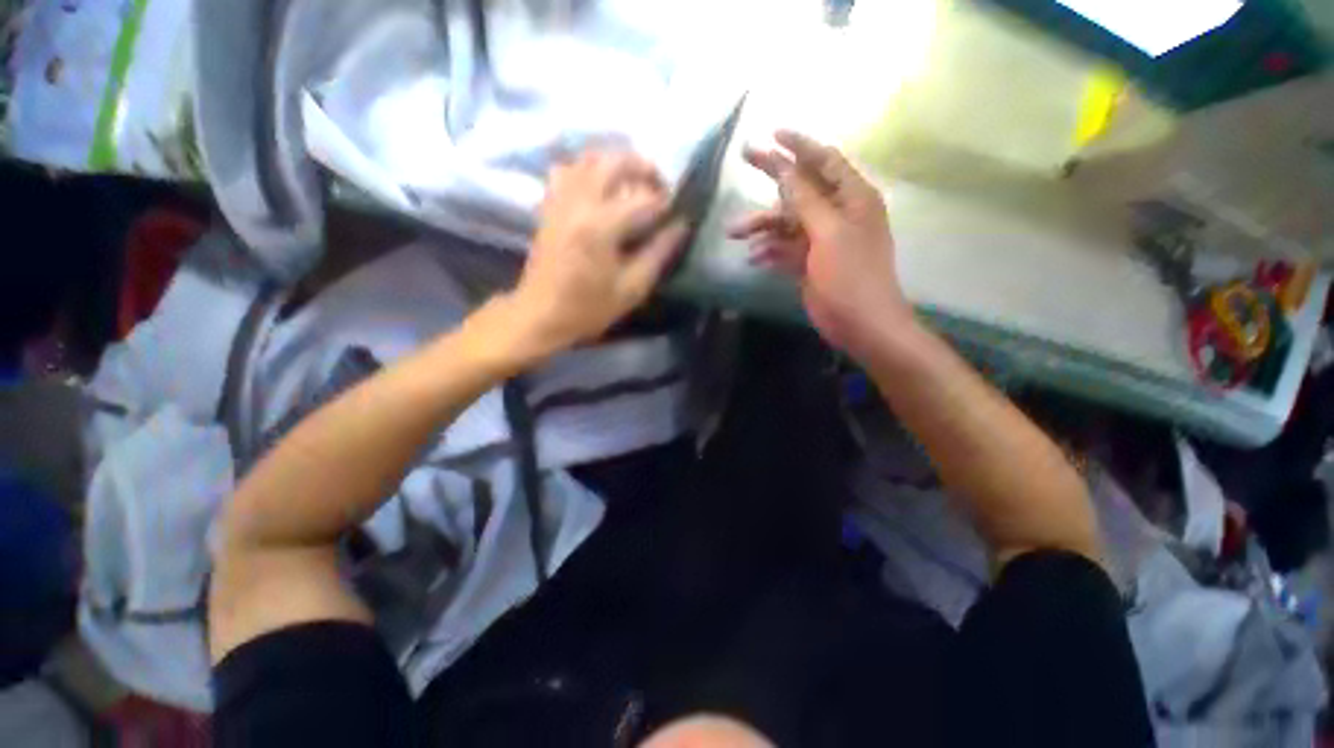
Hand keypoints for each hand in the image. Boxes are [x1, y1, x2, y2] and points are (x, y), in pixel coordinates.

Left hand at [504, 150, 687, 359]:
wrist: (541, 314)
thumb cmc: (589, 308)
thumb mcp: (632, 288)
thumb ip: (659, 253)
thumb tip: (681, 226)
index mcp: (601, 226)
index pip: (644, 199)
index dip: (667, 204)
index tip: (679, 214)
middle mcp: (579, 202)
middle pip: (615, 161)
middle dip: (645, 168)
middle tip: (660, 188)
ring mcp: (560, 199)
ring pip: (590, 158)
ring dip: (617, 163)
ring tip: (634, 184)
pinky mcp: (549, 205)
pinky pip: (568, 169)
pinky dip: (589, 170)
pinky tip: (600, 187)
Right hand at [729, 131, 914, 363]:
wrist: (859, 324)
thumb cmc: (851, 275)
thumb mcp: (828, 233)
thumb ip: (805, 200)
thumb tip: (784, 167)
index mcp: (853, 198)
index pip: (825, 160)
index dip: (799, 144)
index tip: (771, 133)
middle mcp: (838, 214)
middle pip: (801, 188)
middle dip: (772, 179)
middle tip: (744, 160)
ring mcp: (822, 240)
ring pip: (787, 222)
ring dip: (762, 226)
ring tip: (734, 233)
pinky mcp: (809, 263)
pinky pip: (785, 249)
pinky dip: (769, 251)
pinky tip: (753, 258)